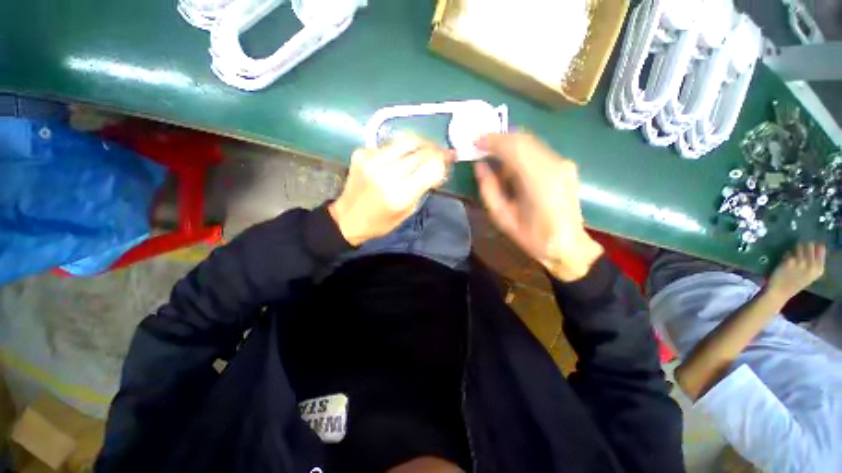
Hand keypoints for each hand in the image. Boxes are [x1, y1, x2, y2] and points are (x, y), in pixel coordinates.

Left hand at [329, 136, 452, 245]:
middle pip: (421, 151)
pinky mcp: (362, 152)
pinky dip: (401, 148)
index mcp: (400, 194)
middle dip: (436, 150)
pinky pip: (390, 144)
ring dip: (421, 143)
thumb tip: (437, 167)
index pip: (432, 167)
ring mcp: (372, 159)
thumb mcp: (408, 210)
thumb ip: (423, 187)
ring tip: (428, 148)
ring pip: (406, 140)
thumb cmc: (380, 222)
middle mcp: (386, 173)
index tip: (449, 159)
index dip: (443, 161)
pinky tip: (403, 155)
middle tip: (443, 151)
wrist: (347, 218)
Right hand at [474, 133, 602, 281]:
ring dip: (509, 144)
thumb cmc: (531, 236)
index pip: (513, 147)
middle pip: (523, 139)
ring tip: (492, 154)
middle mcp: (554, 164)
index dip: (492, 140)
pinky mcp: (565, 166)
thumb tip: (480, 166)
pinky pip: (537, 150)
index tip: (475, 141)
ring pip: (531, 142)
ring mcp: (562, 163)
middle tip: (480, 145)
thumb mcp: (502, 217)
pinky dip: (520, 151)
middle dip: (499, 139)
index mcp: (538, 179)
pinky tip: (510, 163)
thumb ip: (488, 189)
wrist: (567, 245)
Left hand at [766, 243, 825, 301]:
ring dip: (794, 248)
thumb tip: (817, 247)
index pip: (821, 250)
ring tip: (792, 254)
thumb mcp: (810, 275)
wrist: (780, 292)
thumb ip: (814, 263)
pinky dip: (786, 254)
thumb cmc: (795, 284)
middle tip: (800, 248)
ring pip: (799, 246)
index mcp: (818, 269)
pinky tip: (785, 260)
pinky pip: (788, 252)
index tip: (812, 245)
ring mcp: (800, 262)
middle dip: (804, 245)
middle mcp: (811, 264)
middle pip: (810, 245)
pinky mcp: (789, 261)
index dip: (815, 246)